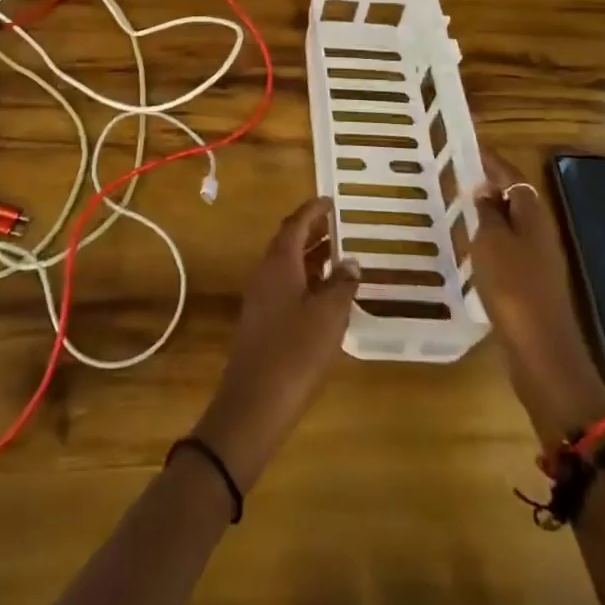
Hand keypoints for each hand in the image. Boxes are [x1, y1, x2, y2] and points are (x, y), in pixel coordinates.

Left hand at [193, 197, 357, 491]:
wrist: (253, 404)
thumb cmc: (295, 353)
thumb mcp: (328, 317)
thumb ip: (342, 285)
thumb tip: (351, 262)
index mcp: (279, 262)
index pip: (296, 223)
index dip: (314, 210)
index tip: (331, 200)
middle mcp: (265, 272)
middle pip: (288, 241)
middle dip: (312, 230)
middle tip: (339, 225)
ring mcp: (260, 297)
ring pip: (286, 264)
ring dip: (310, 256)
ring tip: (338, 256)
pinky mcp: (260, 321)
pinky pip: (284, 285)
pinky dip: (305, 279)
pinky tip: (324, 295)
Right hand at [470, 149, 604, 443]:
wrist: (541, 351)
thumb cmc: (513, 287)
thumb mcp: (491, 241)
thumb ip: (487, 212)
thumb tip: (486, 190)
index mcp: (533, 214)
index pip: (512, 175)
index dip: (491, 160)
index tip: (468, 146)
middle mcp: (541, 232)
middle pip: (516, 198)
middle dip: (490, 185)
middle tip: (459, 176)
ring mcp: (540, 260)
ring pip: (513, 225)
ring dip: (490, 214)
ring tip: (460, 208)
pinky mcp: (533, 284)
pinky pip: (510, 249)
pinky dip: (492, 241)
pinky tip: (473, 248)